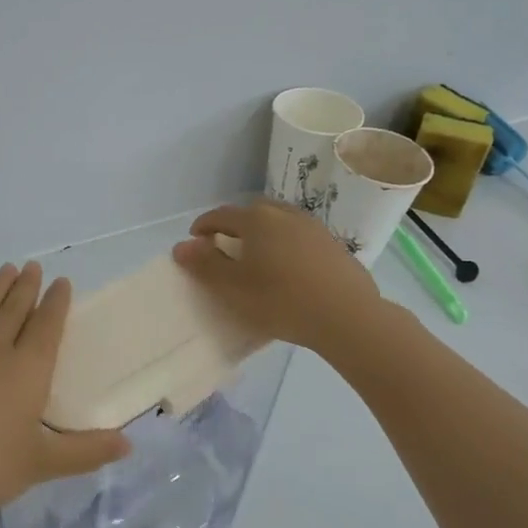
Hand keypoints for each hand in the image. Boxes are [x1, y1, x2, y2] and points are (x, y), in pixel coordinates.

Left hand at [0, 262, 131, 525]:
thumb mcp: (40, 465)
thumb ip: (85, 452)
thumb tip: (129, 443)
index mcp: (27, 370)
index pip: (46, 326)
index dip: (56, 303)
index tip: (61, 282)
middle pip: (14, 310)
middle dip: (27, 287)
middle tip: (33, 265)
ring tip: (6, 271)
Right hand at [172, 199, 402, 353]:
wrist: (347, 315)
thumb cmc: (281, 300)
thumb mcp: (234, 288)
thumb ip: (205, 264)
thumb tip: (181, 246)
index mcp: (256, 220)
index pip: (221, 215)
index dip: (203, 226)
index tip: (194, 240)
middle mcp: (284, 214)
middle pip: (251, 212)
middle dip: (233, 226)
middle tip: (224, 247)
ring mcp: (312, 227)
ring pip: (278, 222)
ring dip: (261, 233)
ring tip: (256, 256)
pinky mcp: (332, 244)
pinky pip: (298, 236)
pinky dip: (284, 243)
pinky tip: (287, 267)